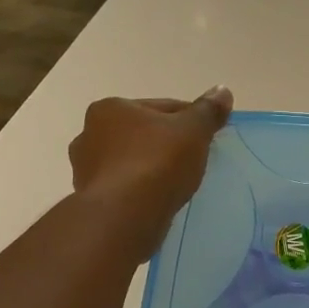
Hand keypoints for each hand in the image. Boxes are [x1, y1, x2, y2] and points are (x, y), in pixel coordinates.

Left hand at [70, 88, 233, 258]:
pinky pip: (124, 188)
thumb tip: (223, 90)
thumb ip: (208, 110)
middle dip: (166, 143)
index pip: (162, 108)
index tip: (208, 136)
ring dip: (151, 168)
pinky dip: (140, 190)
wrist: (124, 217)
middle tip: (193, 159)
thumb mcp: (193, 131)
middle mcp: (89, 134)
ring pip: (131, 161)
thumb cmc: (157, 163)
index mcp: (110, 108)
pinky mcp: (90, 200)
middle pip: (142, 134)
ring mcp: (85, 169)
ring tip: (177, 183)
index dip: (190, 119)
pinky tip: (159, 200)